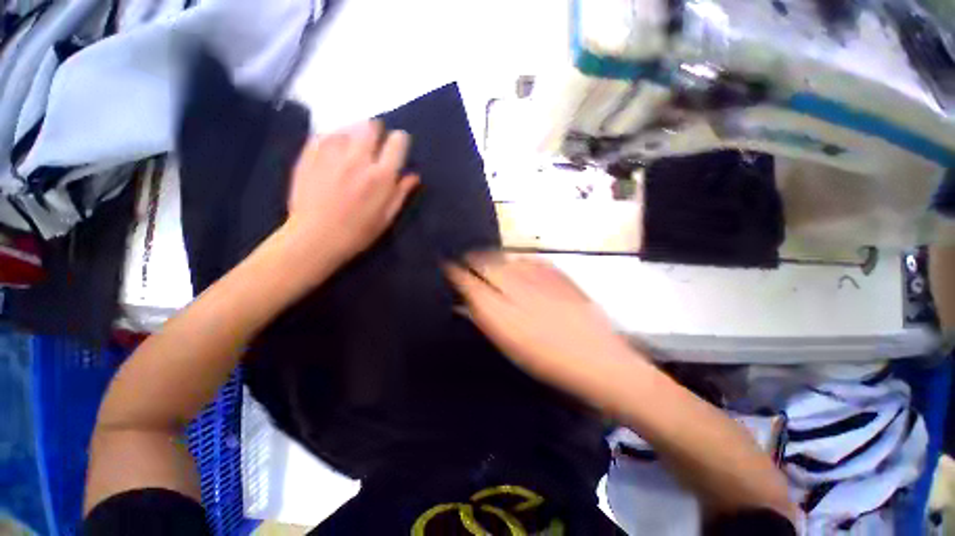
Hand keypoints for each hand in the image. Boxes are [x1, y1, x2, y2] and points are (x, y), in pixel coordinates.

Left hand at [281, 121, 418, 276]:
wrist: (315, 237)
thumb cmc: (358, 232)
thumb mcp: (387, 217)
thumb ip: (401, 193)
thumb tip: (414, 176)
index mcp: (381, 176)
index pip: (397, 142)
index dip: (400, 141)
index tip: (397, 148)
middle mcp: (358, 158)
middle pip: (372, 126)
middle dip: (377, 132)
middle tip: (375, 145)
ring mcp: (332, 154)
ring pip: (349, 127)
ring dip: (356, 134)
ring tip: (354, 149)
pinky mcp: (310, 153)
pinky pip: (327, 134)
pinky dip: (335, 138)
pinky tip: (334, 152)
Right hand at [446, 254, 638, 402]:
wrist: (596, 359)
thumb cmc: (546, 360)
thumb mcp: (509, 344)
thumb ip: (485, 319)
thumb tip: (465, 304)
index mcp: (501, 310)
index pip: (470, 282)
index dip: (456, 272)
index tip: (448, 266)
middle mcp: (517, 288)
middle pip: (487, 263)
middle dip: (473, 259)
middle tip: (467, 260)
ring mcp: (539, 278)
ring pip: (508, 258)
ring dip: (494, 256)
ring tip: (488, 258)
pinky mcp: (558, 275)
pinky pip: (532, 258)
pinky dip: (520, 258)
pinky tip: (518, 262)